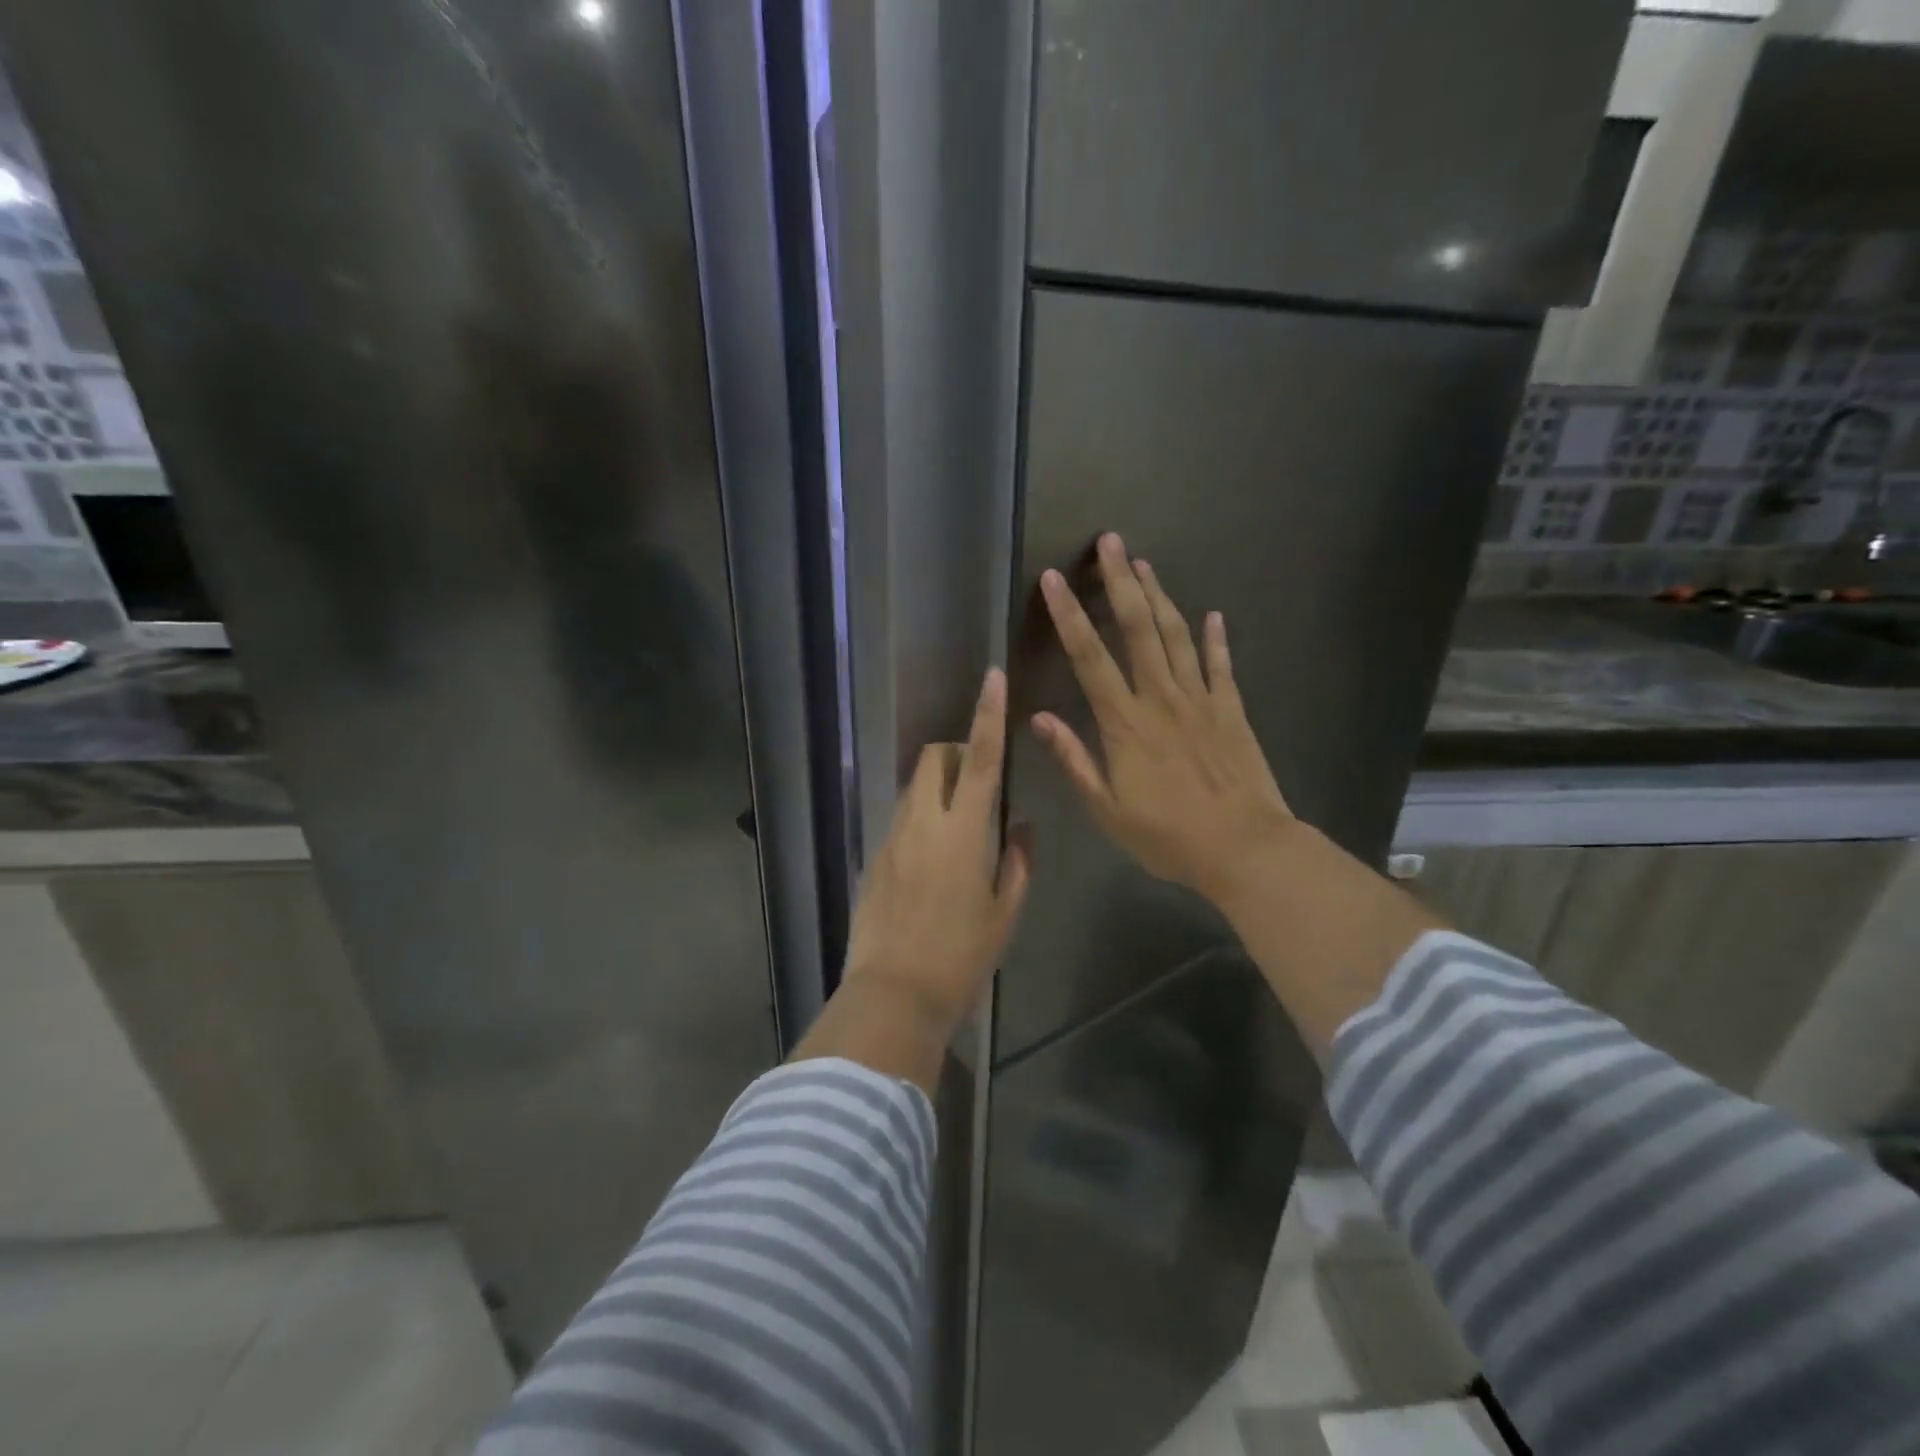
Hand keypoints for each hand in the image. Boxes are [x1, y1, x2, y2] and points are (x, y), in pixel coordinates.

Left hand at [840, 667, 1030, 1039]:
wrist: (893, 994)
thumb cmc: (960, 957)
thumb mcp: (1004, 913)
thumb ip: (1017, 863)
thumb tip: (1020, 827)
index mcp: (962, 832)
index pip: (980, 759)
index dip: (987, 715)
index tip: (991, 677)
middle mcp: (922, 823)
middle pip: (934, 759)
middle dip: (956, 752)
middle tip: (978, 782)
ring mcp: (892, 838)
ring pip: (914, 789)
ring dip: (938, 788)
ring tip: (959, 829)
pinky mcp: (874, 858)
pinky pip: (901, 820)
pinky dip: (921, 819)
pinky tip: (932, 863)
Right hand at [1033, 533, 1295, 906]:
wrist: (1244, 848)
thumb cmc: (1168, 835)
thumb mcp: (1107, 809)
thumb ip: (1074, 759)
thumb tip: (1038, 717)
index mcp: (1125, 723)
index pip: (1089, 657)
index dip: (1069, 615)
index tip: (1052, 579)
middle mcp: (1162, 698)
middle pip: (1137, 628)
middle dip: (1121, 581)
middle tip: (1110, 542)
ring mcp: (1201, 700)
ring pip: (1177, 636)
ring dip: (1159, 596)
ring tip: (1144, 563)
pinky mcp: (1232, 710)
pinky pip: (1222, 666)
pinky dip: (1217, 638)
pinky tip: (1213, 614)